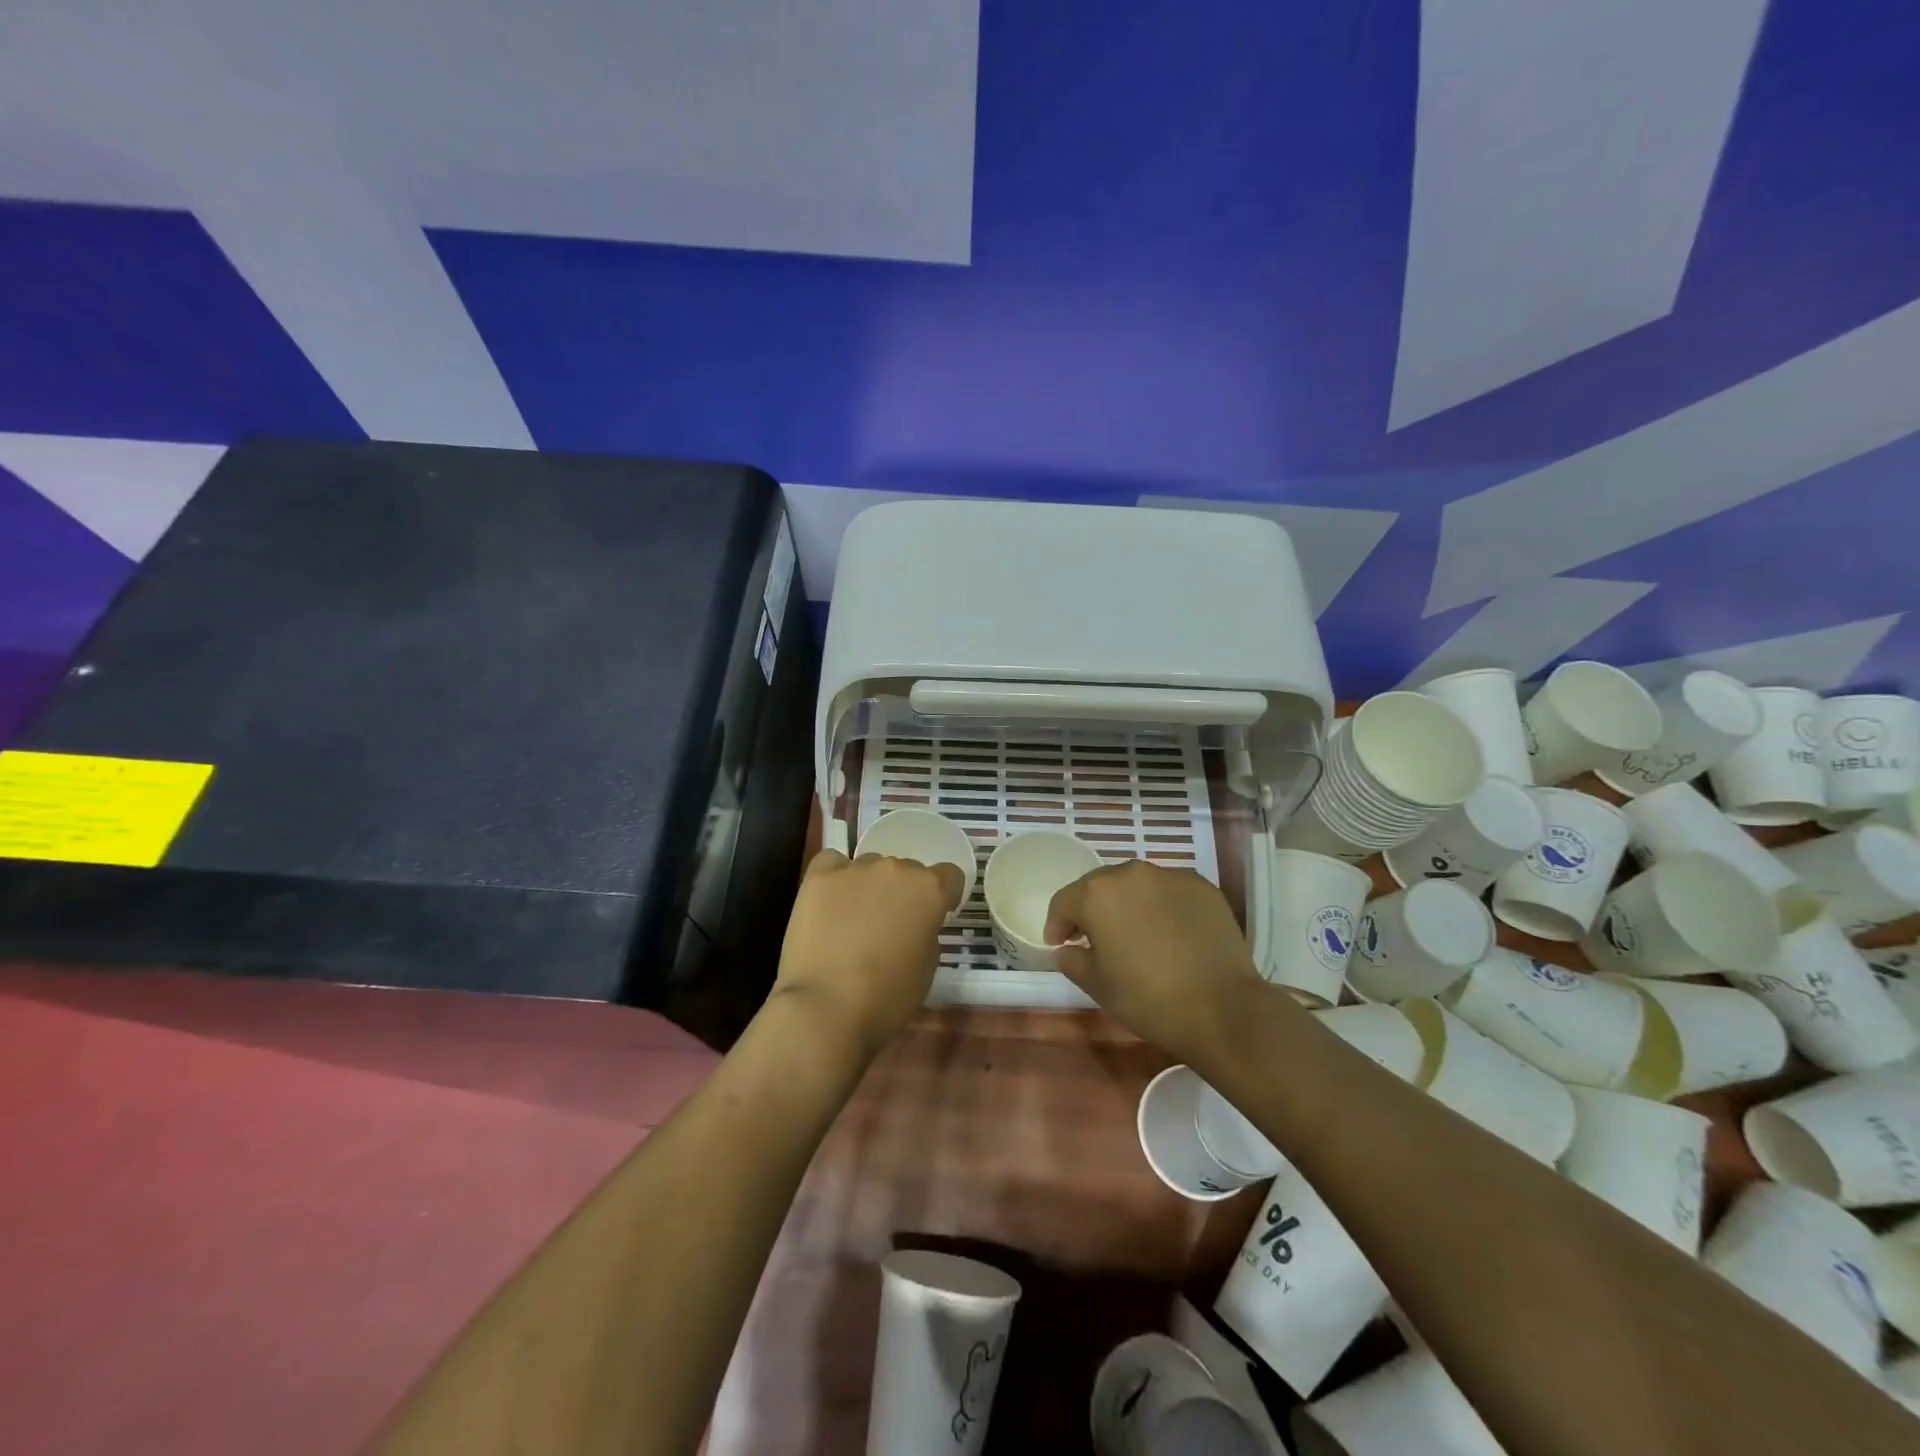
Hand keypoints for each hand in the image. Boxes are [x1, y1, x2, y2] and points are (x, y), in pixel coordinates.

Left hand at [773, 849, 964, 1057]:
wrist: (825, 1007)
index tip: (933, 917)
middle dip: (901, 893)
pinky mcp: (819, 876)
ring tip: (852, 920)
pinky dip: (834, 878)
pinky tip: (829, 904)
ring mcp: (855, 869)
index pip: (949, 876)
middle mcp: (895, 869)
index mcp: (929, 891)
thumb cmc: (886, 998)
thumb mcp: (927, 969)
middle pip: (906, 870)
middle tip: (888, 926)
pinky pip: (833, 864)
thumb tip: (913, 925)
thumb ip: (926, 933)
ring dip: (869, 887)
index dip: (943, 896)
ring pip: (870, 867)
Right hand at [1044, 860, 1262, 1060]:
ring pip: (1137, 885)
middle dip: (1091, 910)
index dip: (1057, 924)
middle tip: (1093, 937)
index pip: (1064, 901)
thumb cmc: (1147, 997)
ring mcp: (1170, 876)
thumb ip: (1073, 960)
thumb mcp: (1097, 985)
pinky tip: (1169, 933)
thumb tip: (1069, 949)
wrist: (1221, 1008)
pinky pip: (1169, 891)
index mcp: (1098, 894)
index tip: (1059, 944)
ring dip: (1127, 904)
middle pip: (1100, 886)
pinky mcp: (1202, 887)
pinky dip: (1161, 906)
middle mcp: (1131, 873)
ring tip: (1134, 933)